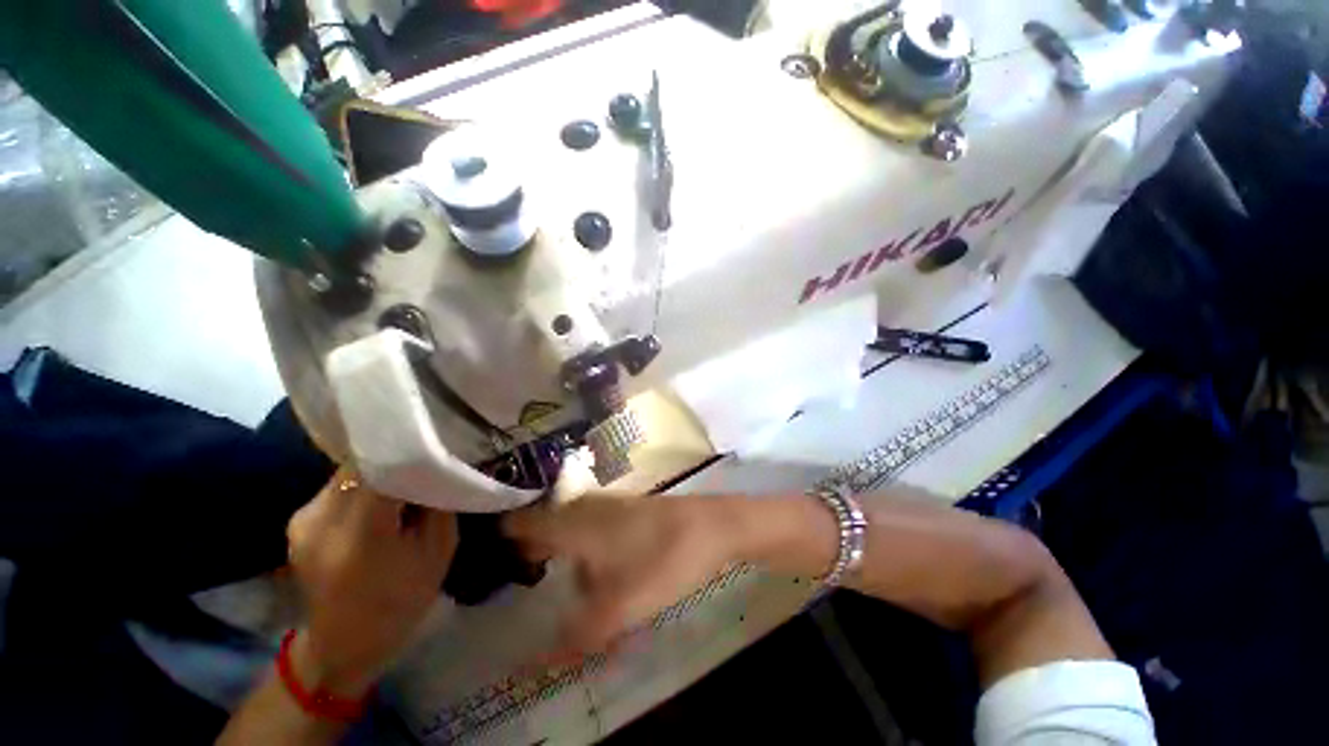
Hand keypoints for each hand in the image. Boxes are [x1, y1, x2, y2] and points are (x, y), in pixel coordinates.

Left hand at [286, 468, 457, 695]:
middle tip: (427, 459)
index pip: (380, 467)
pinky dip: (363, 485)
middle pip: (361, 464)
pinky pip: (338, 487)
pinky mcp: (298, 521)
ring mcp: (302, 520)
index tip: (436, 438)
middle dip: (395, 457)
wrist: (344, 647)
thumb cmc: (402, 601)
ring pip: (348, 472)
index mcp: (358, 533)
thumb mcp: (438, 549)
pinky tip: (381, 500)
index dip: (408, 448)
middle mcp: (319, 519)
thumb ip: (438, 502)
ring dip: (379, 471)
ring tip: (406, 481)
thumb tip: (438, 465)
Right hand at [503, 495, 745, 652]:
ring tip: (562, 583)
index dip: (503, 538)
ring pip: (574, 527)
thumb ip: (579, 637)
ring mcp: (612, 505)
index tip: (490, 560)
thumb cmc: (663, 560)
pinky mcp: (630, 510)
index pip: (523, 522)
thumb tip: (539, 665)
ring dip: (563, 551)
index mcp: (574, 523)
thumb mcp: (620, 607)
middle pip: (547, 525)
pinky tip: (600, 572)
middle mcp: (588, 507)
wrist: (713, 525)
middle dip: (532, 550)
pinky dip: (588, 548)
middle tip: (521, 577)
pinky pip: (597, 527)